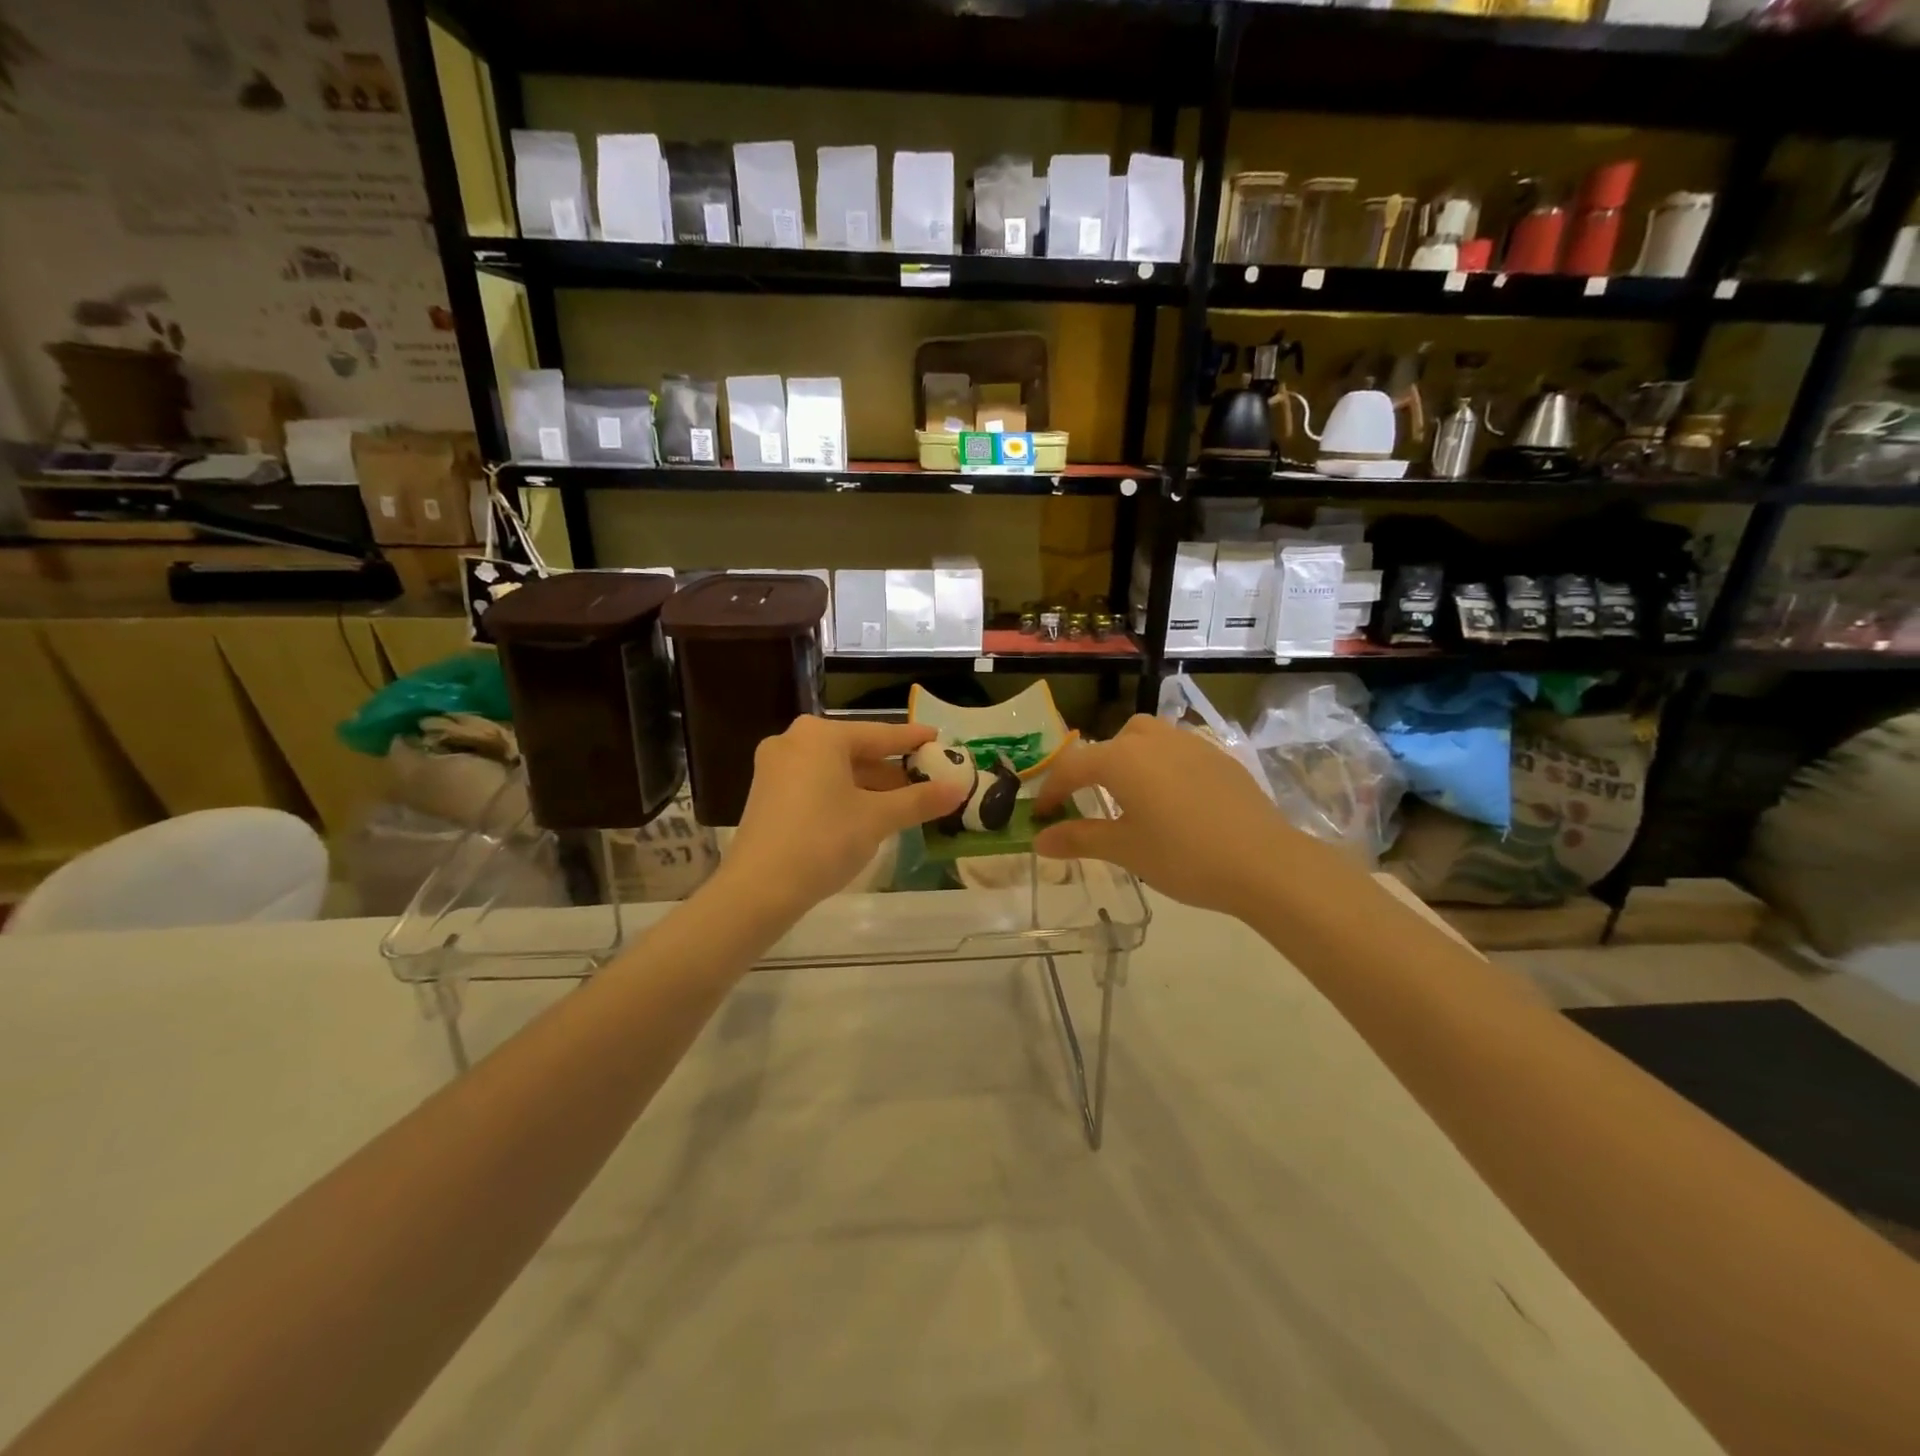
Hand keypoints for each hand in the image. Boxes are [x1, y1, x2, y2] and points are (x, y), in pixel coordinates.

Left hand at [720, 716, 968, 915]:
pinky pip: (816, 784)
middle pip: (856, 751)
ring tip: (905, 801)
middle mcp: (794, 741)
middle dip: (892, 768)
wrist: (759, 889)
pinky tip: (867, 813)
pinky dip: (844, 794)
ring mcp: (775, 767)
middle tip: (927, 779)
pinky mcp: (767, 794)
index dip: (913, 740)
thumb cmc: (823, 841)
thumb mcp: (877, 819)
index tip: (939, 738)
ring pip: (836, 770)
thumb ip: (919, 800)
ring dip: (870, 785)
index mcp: (820, 736)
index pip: (879, 734)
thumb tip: (959, 788)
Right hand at [1032, 714, 1348, 916]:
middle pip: (1112, 743)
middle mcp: (1153, 740)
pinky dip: (1163, 766)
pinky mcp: (1219, 757)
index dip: (1052, 791)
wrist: (1264, 863)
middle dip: (1094, 768)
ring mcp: (1191, 744)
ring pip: (1148, 737)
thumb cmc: (1183, 857)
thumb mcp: (1125, 850)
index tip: (1041, 816)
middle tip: (1089, 802)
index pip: (1072, 767)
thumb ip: (1079, 839)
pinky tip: (1174, 801)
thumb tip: (1038, 840)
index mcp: (1122, 759)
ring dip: (1130, 759)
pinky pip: (1178, 751)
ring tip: (1132, 796)